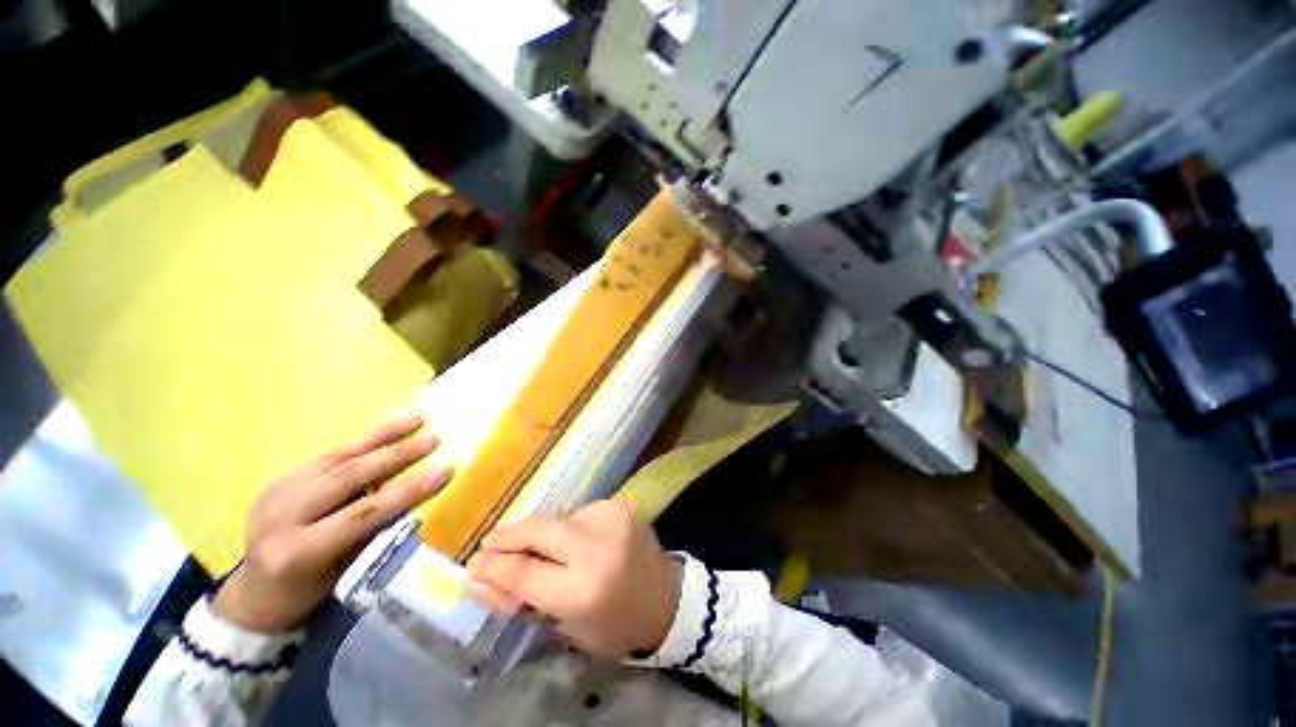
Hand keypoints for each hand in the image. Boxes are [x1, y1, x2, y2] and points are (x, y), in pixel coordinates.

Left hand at [212, 413, 451, 632]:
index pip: (362, 513)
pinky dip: (361, 442)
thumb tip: (414, 497)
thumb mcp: (344, 572)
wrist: (254, 595)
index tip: (444, 471)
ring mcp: (276, 493)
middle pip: (347, 477)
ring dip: (381, 437)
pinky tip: (385, 432)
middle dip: (396, 455)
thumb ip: (374, 532)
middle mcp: (282, 516)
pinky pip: (327, 456)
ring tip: (416, 420)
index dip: (406, 491)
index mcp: (298, 550)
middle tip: (433, 439)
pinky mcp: (279, 480)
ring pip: (337, 457)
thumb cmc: (307, 593)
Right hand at [465, 499, 682, 659]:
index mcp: (582, 589)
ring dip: (539, 533)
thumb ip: (523, 601)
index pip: (523, 573)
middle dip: (507, 537)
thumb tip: (480, 578)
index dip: (493, 568)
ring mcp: (610, 518)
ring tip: (530, 548)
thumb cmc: (615, 625)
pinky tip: (568, 542)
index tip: (473, 566)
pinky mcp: (618, 505)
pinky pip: (578, 514)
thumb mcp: (565, 625)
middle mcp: (596, 546)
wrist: (666, 597)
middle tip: (488, 545)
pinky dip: (566, 528)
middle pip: (538, 530)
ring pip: (557, 519)